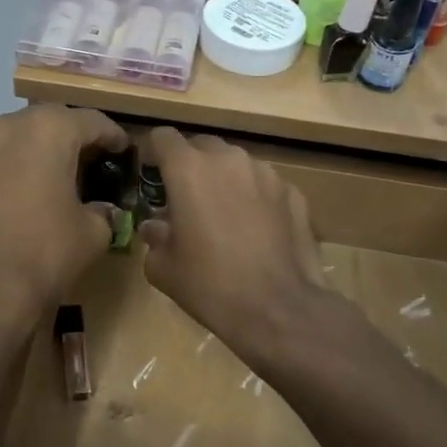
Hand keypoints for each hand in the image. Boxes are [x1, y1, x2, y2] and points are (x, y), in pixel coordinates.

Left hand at [0, 105, 128, 340]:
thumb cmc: (46, 252)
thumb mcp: (93, 234)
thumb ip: (102, 212)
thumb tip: (101, 212)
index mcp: (48, 131)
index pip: (90, 121)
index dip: (111, 135)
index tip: (122, 149)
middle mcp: (6, 130)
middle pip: (45, 123)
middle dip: (67, 138)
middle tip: (85, 160)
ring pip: (9, 143)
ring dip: (30, 155)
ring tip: (46, 180)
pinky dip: (1, 179)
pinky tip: (10, 205)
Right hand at [137, 128, 337, 366]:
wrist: (279, 309)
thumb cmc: (210, 286)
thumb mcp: (163, 268)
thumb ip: (154, 236)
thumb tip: (156, 226)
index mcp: (188, 170)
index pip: (163, 137)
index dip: (153, 154)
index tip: (152, 177)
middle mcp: (228, 159)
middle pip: (201, 147)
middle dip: (191, 167)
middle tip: (187, 201)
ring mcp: (266, 173)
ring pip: (236, 164)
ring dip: (225, 181)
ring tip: (225, 217)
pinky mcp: (294, 192)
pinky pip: (264, 185)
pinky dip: (255, 198)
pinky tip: (257, 232)